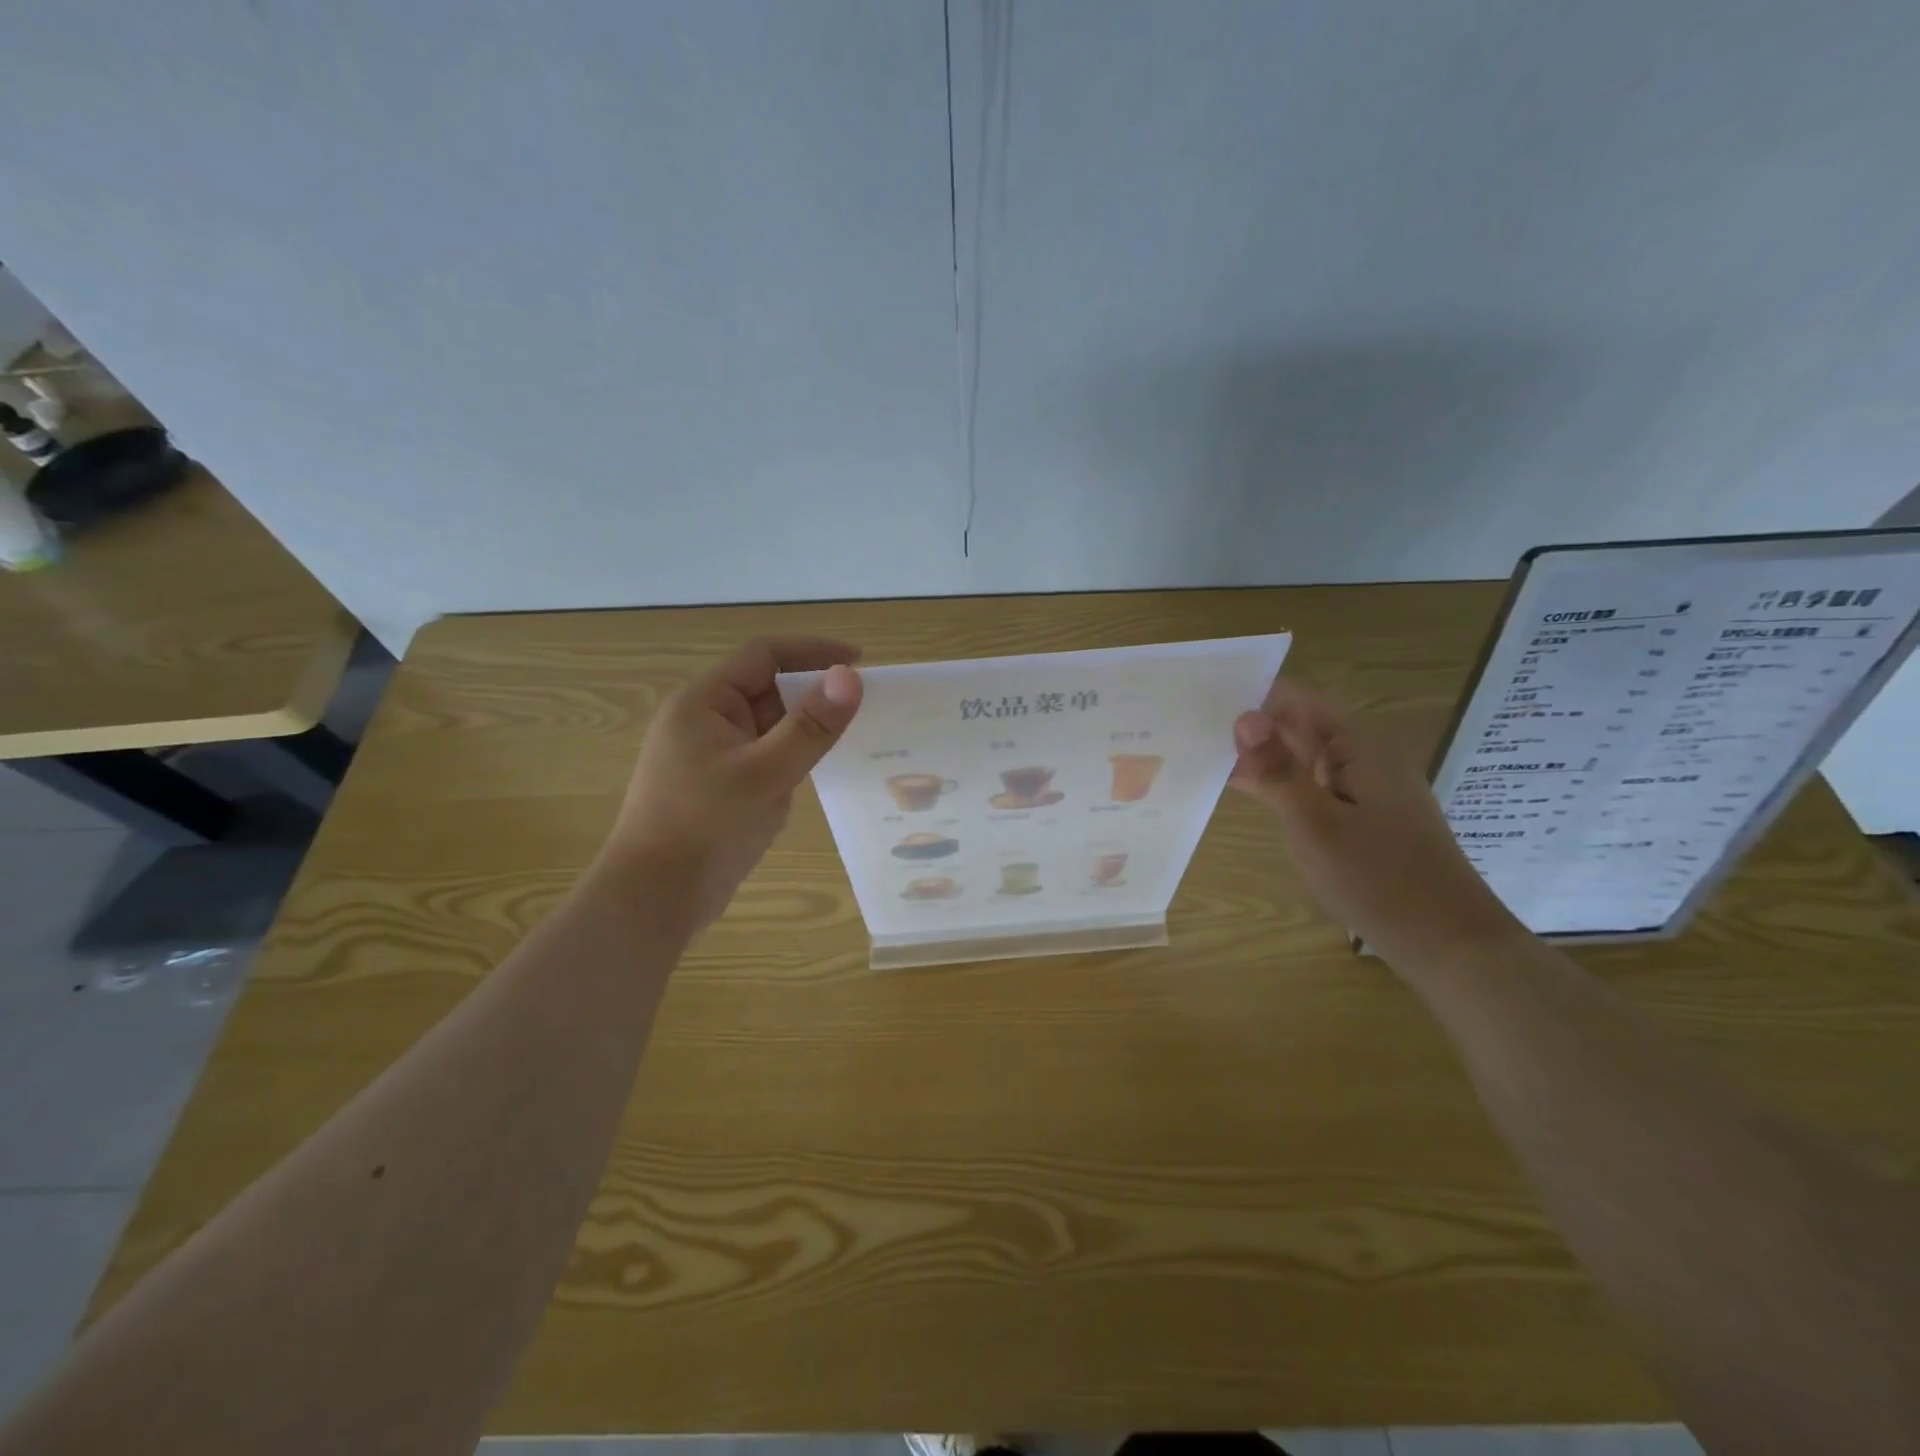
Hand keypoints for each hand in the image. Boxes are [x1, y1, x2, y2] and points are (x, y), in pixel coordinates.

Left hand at [597, 637, 862, 931]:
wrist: (654, 899)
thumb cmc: (705, 827)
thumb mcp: (766, 773)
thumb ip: (810, 726)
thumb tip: (850, 677)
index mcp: (704, 702)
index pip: (764, 655)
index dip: (813, 651)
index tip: (860, 662)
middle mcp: (704, 720)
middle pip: (768, 688)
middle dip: (814, 694)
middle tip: (864, 708)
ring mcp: (711, 754)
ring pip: (768, 726)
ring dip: (805, 729)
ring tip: (852, 739)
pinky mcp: (719, 785)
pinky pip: (764, 755)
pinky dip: (792, 757)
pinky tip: (820, 772)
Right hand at [1228, 678, 1521, 966]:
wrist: (1448, 943)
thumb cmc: (1377, 879)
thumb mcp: (1314, 824)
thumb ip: (1276, 770)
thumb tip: (1242, 715)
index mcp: (1359, 746)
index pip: (1297, 698)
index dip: (1252, 696)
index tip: (1202, 705)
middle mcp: (1365, 756)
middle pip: (1300, 725)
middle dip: (1252, 726)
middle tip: (1191, 730)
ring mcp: (1367, 787)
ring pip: (1304, 756)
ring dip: (1262, 756)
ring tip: (1206, 756)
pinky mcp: (1365, 816)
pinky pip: (1314, 784)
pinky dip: (1281, 784)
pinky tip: (1247, 793)